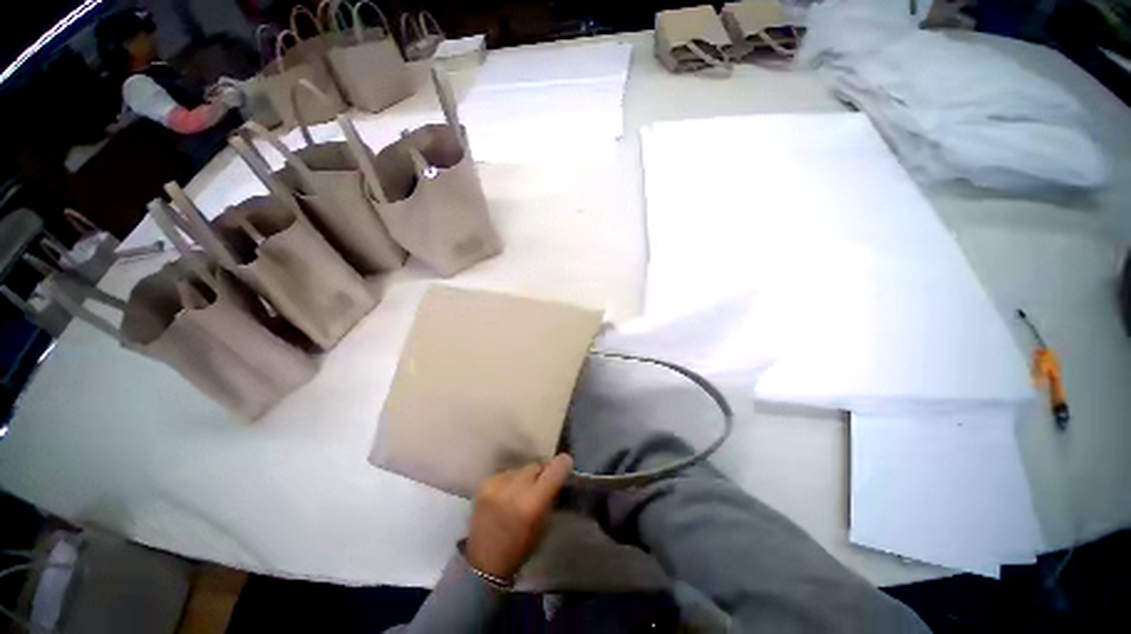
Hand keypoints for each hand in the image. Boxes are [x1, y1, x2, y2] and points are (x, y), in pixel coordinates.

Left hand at [465, 454, 572, 580]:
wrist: (485, 562)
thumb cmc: (521, 547)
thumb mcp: (545, 524)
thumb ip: (551, 496)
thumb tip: (558, 473)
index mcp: (534, 503)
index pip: (555, 469)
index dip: (563, 464)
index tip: (565, 464)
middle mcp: (515, 489)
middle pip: (536, 465)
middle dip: (541, 472)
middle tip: (541, 482)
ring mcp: (497, 485)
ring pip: (521, 469)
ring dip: (525, 477)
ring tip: (521, 491)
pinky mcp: (485, 484)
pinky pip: (505, 474)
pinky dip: (510, 481)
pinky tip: (506, 495)